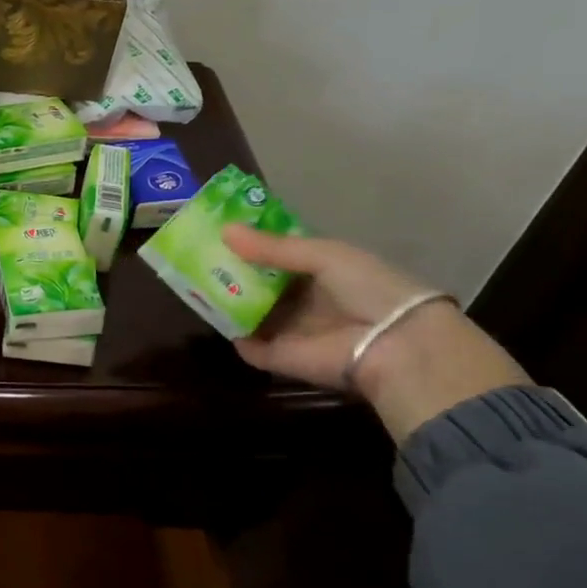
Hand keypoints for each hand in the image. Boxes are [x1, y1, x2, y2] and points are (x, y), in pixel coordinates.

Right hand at [221, 227, 528, 442]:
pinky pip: (250, 346)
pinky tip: (207, 314)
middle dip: (233, 271)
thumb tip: (224, 230)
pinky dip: (233, 335)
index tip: (221, 230)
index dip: (254, 245)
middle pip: (263, 285)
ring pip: (252, 313)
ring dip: (228, 300)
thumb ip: (274, 247)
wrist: (394, 344)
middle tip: (198, 254)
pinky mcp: (282, 358)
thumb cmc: (368, 288)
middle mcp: (307, 301)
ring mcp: (293, 331)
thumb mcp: (324, 254)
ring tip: (192, 280)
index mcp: (323, 273)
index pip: (281, 257)